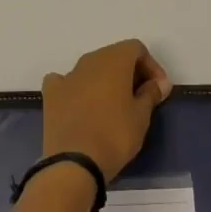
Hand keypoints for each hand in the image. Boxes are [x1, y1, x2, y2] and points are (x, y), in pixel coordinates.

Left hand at [41, 39, 172, 180]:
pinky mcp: (51, 94)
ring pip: (91, 69)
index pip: (136, 49)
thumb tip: (158, 83)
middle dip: (129, 72)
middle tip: (140, 98)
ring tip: (114, 105)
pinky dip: (77, 88)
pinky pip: (66, 82)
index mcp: (114, 59)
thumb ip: (151, 94)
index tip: (158, 89)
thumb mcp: (141, 116)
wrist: (74, 162)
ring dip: (105, 80)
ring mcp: (67, 76)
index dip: (151, 66)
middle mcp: (89, 60)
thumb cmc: (115, 135)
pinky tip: (82, 105)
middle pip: (114, 56)